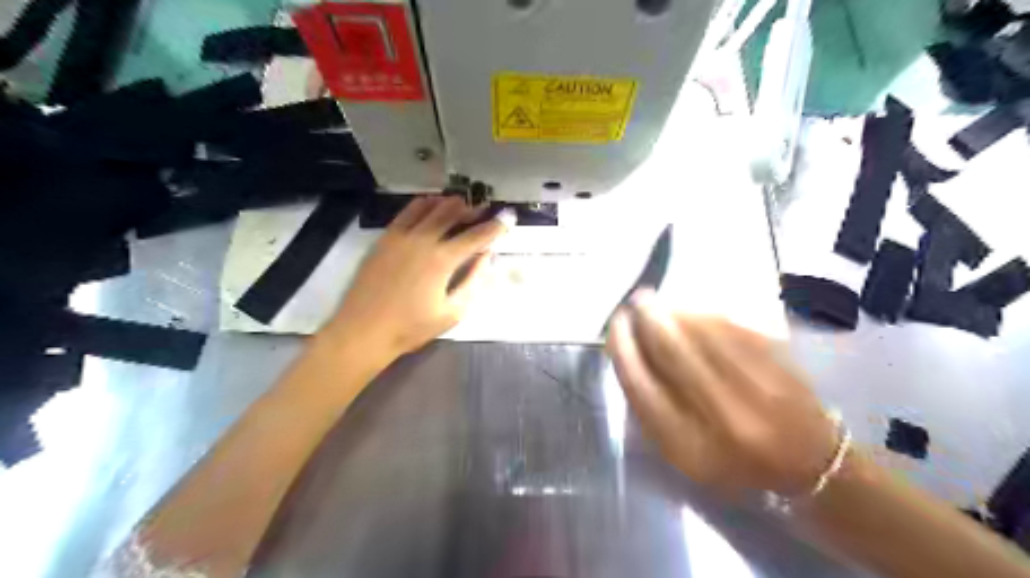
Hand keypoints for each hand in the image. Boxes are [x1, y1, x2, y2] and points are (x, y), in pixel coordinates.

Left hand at [323, 196, 511, 362]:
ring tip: (461, 205)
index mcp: (442, 260)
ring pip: (430, 207)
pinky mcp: (385, 237)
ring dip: (449, 203)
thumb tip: (486, 257)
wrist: (364, 330)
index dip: (496, 226)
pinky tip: (431, 206)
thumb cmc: (411, 327)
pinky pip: (407, 211)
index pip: (476, 236)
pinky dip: (424, 204)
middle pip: (453, 213)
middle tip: (484, 209)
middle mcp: (423, 240)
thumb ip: (473, 282)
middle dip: (472, 209)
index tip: (508, 217)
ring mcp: (401, 235)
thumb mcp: (452, 312)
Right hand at [604, 293, 840, 495]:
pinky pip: (730, 328)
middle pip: (671, 351)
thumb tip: (630, 354)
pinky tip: (691, 311)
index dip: (623, 348)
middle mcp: (722, 417)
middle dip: (647, 319)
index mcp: (689, 448)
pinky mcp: (778, 365)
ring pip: (702, 333)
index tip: (615, 326)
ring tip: (657, 303)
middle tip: (635, 302)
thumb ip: (651, 411)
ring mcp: (755, 388)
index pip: (641, 386)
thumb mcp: (683, 455)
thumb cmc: (734, 464)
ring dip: (673, 311)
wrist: (811, 465)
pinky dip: (704, 314)